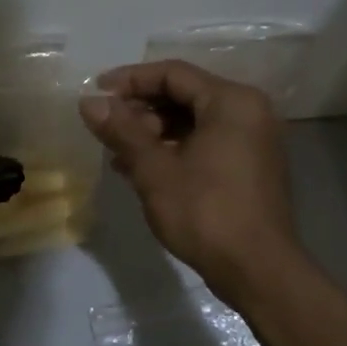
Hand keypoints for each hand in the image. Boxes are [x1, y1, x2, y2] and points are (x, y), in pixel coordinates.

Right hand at [80, 61, 299, 306]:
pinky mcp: (249, 166)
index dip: (130, 80)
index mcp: (231, 101)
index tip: (96, 92)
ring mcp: (252, 140)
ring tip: (117, 154)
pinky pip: (205, 142)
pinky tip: (142, 170)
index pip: (172, 74)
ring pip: (193, 121)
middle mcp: (248, 111)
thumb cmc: (206, 213)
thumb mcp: (155, 170)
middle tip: (106, 129)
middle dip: (140, 110)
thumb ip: (121, 131)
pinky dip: (174, 149)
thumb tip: (88, 102)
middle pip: (184, 95)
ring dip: (153, 133)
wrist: (258, 270)